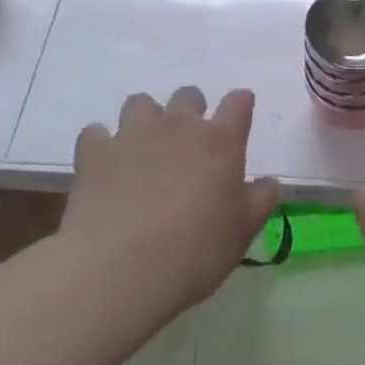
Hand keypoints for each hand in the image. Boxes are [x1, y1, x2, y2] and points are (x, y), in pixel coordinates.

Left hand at [63, 87, 279, 319]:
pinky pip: (96, 132)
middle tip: (189, 143)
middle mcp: (178, 125)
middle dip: (191, 110)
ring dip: (146, 119)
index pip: (238, 102)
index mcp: (220, 141)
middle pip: (188, 95)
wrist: (118, 269)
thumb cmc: (194, 253)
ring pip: (140, 103)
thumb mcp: (241, 234)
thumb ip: (259, 201)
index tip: (240, 117)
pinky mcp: (95, 151)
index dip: (241, 105)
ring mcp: (133, 134)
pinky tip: (105, 166)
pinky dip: (102, 144)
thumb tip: (269, 182)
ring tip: (144, 148)